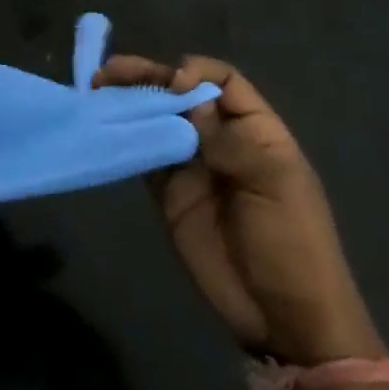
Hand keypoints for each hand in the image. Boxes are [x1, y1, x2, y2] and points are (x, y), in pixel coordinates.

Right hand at [97, 56, 383, 365]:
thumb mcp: (273, 183)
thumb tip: (183, 92)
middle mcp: (220, 139)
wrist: (283, 316)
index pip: (222, 81)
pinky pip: (143, 153)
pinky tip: (101, 124)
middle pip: (181, 94)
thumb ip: (227, 136)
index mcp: (256, 130)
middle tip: (110, 73)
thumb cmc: (292, 243)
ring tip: (96, 87)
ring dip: (129, 101)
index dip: (195, 73)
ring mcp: (192, 165)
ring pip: (156, 119)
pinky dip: (122, 136)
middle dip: (148, 78)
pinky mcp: (168, 192)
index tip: (172, 86)